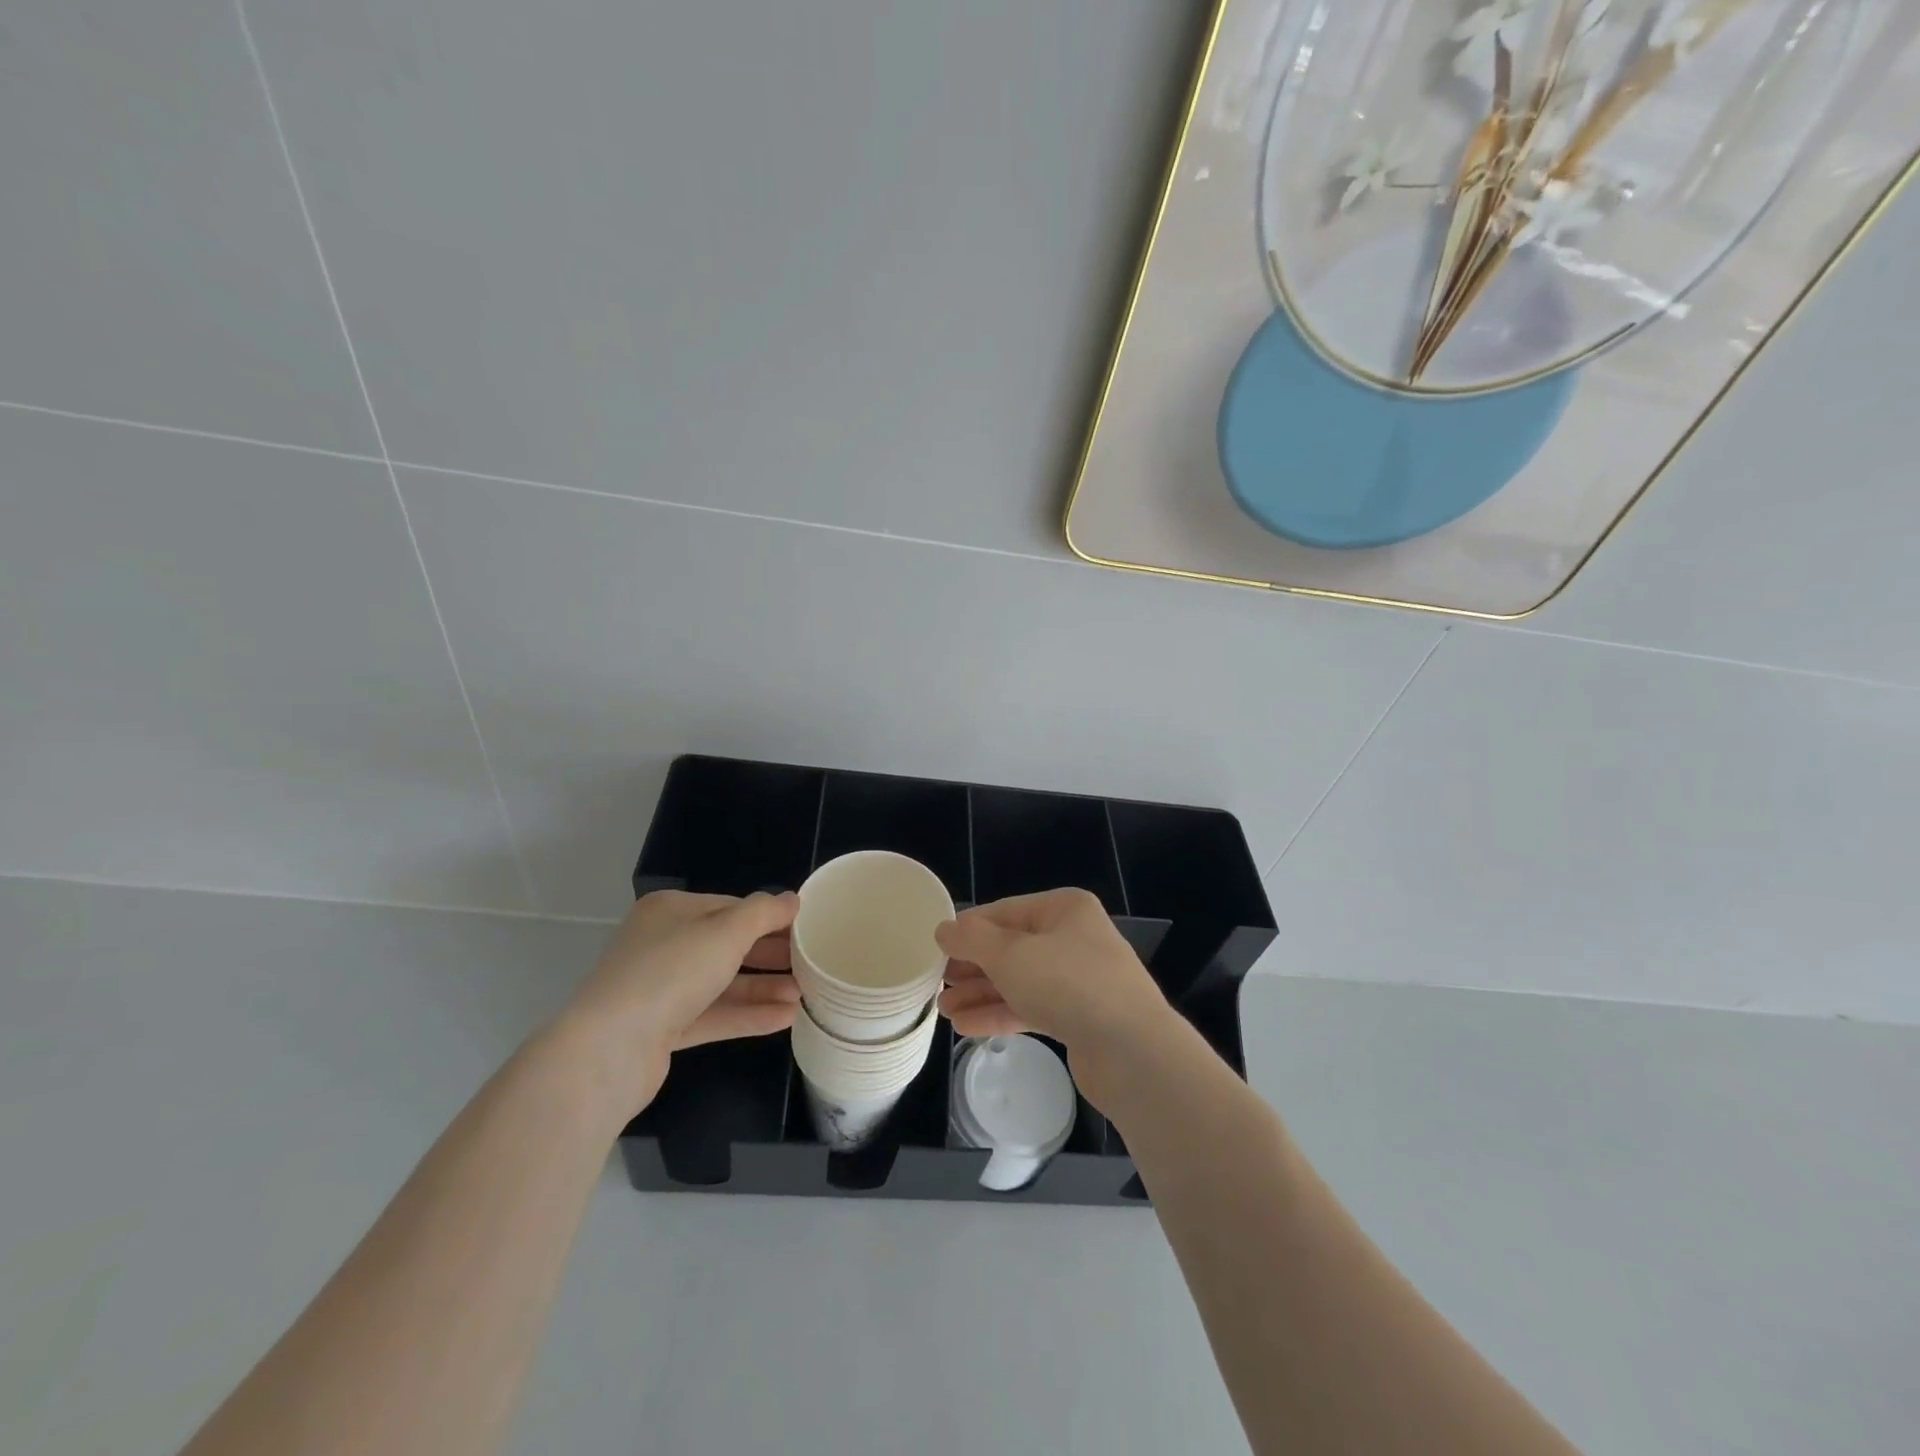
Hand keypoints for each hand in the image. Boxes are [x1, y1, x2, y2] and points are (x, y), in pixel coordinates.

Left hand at [556, 890, 801, 1115]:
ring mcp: (660, 989)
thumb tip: (792, 899)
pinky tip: (785, 1018)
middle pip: (727, 946)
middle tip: (811, 964)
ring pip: (722, 983)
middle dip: (770, 956)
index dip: (769, 918)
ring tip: (805, 995)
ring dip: (763, 988)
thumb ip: (764, 913)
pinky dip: (746, 1015)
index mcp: (671, 911)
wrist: (609, 1049)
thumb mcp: (727, 931)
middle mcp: (663, 944)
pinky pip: (712, 1015)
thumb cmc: (671, 972)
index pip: (731, 907)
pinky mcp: (661, 1029)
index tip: (805, 929)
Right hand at [935, 889, 1171, 1110]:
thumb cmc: (1068, 984)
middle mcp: (1074, 938)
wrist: (1133, 1051)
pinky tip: (966, 1027)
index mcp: (1064, 909)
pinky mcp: (1080, 1017)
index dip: (968, 929)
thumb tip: (943, 929)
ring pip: (1019, 981)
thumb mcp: (1010, 955)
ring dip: (981, 993)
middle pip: (1011, 947)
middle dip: (972, 966)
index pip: (1004, 911)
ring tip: (942, 1010)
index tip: (935, 947)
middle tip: (936, 982)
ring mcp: (1079, 979)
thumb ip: (972, 940)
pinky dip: (1000, 1014)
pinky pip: (1031, 1008)